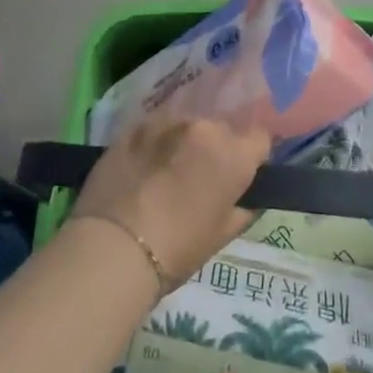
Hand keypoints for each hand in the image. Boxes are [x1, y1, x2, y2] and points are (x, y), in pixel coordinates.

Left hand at [73, 117, 267, 285]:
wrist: (113, 247)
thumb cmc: (177, 249)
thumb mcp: (222, 235)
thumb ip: (243, 208)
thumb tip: (247, 199)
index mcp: (233, 154)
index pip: (259, 139)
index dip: (252, 157)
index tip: (240, 176)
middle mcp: (203, 128)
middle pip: (221, 130)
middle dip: (215, 150)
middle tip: (200, 179)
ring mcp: (165, 123)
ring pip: (186, 127)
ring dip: (183, 144)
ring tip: (166, 173)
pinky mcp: (133, 127)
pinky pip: (155, 130)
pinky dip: (154, 144)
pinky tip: (142, 169)